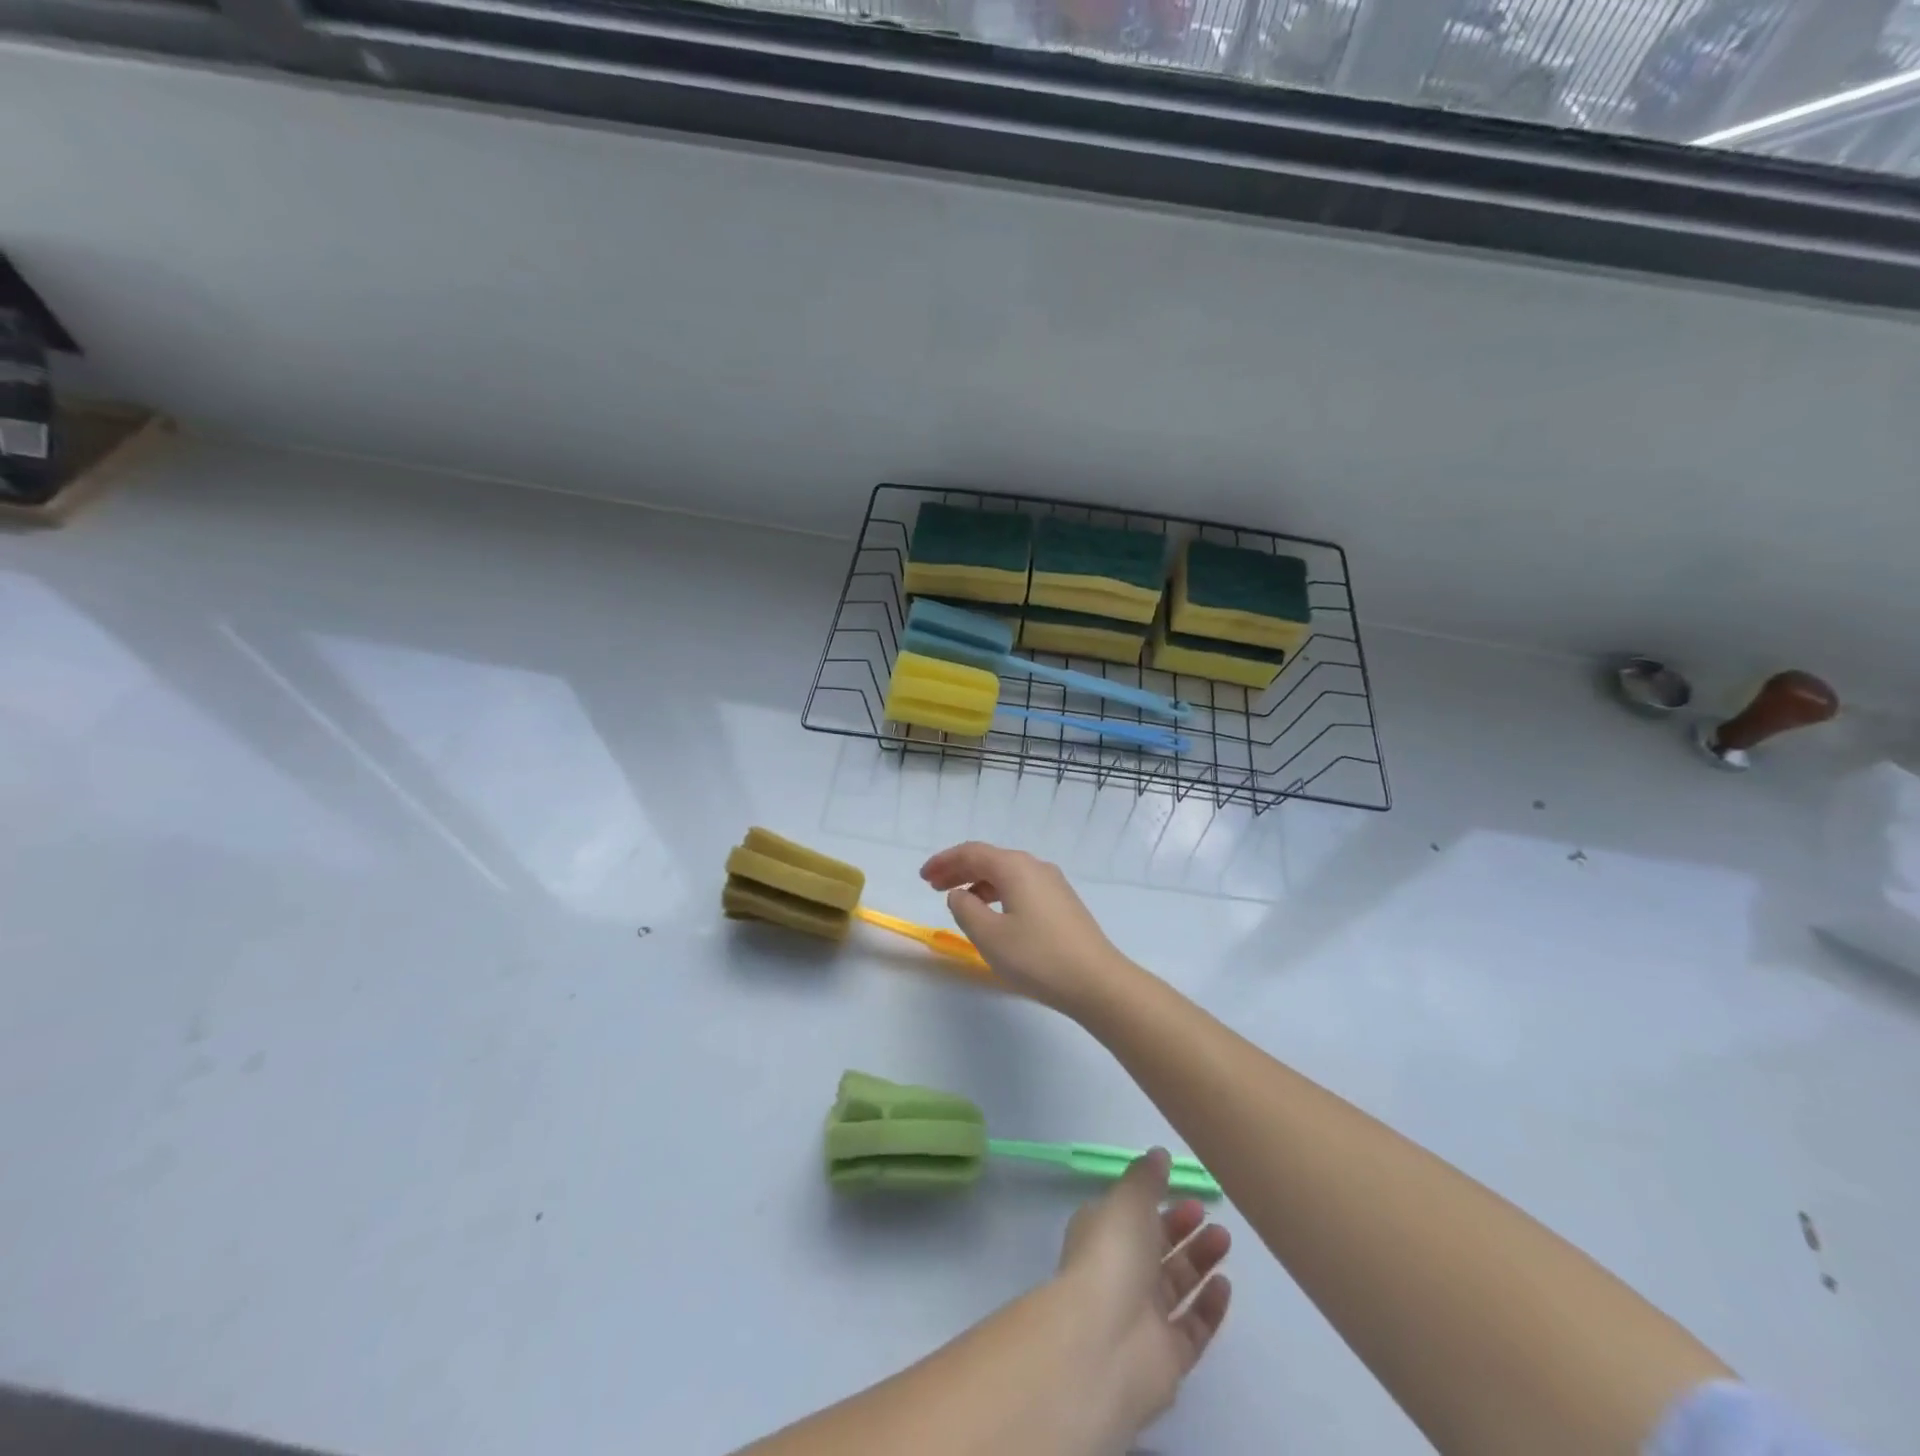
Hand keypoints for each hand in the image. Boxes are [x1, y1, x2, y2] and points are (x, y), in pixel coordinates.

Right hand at [920, 842, 1133, 1015]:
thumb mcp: (989, 936)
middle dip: (958, 870)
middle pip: (990, 860)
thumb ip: (965, 910)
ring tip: (959, 902)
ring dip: (978, 883)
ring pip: (1006, 874)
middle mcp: (1035, 867)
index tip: (922, 877)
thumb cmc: (1037, 957)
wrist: (1097, 982)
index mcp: (1015, 867)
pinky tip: (993, 915)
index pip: (971, 852)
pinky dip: (998, 894)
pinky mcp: (1063, 903)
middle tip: (933, 885)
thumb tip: (960, 895)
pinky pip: (1021, 887)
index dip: (944, 862)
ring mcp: (1053, 884)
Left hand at [1053, 1149, 1232, 1451]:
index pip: (1129, 1214)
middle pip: (1155, 1248)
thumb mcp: (1127, 1201)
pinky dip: (1209, 1306)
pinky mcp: (1167, 1356)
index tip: (1181, 1187)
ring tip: (1224, 1238)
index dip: (1153, 1201)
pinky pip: (1192, 1327)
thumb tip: (1158, 1153)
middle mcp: (1119, 1273)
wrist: (1105, 1342)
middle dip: (1181, 1228)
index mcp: (1101, 1235)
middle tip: (1208, 1213)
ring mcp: (1143, 1317)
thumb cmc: (1112, 1257)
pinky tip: (1225, 1285)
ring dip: (1199, 1260)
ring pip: (1176, 1284)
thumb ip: (1146, 1178)